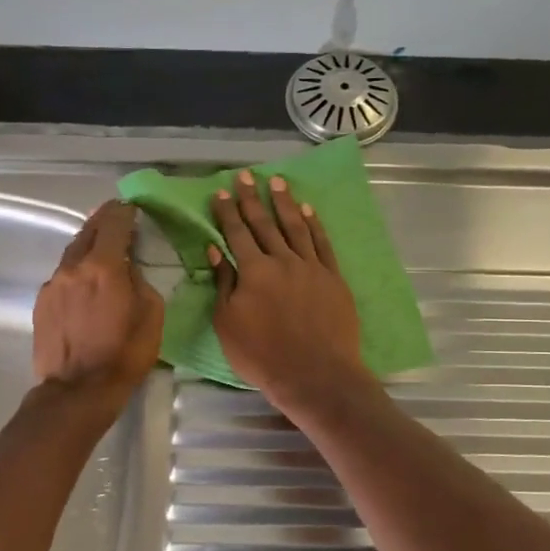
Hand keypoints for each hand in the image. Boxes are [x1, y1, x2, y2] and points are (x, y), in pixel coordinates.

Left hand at [33, 202, 163, 399]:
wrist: (77, 390)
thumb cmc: (124, 354)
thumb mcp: (151, 315)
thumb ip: (140, 281)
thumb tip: (128, 269)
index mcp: (104, 267)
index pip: (113, 223)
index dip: (124, 211)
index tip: (132, 208)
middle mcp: (74, 267)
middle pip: (88, 231)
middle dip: (104, 221)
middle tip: (116, 217)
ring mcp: (53, 284)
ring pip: (73, 253)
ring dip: (88, 245)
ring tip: (101, 248)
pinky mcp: (42, 302)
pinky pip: (62, 275)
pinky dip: (76, 270)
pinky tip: (84, 282)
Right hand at [210, 170, 371, 412]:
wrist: (315, 374)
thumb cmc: (263, 355)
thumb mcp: (228, 324)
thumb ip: (224, 285)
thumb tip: (216, 251)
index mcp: (253, 271)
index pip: (236, 234)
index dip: (227, 212)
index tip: (221, 192)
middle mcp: (282, 260)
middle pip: (264, 224)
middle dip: (252, 199)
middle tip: (246, 176)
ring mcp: (311, 267)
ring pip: (295, 226)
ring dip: (285, 203)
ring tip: (277, 182)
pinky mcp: (333, 278)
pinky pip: (322, 243)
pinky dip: (315, 224)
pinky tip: (308, 210)